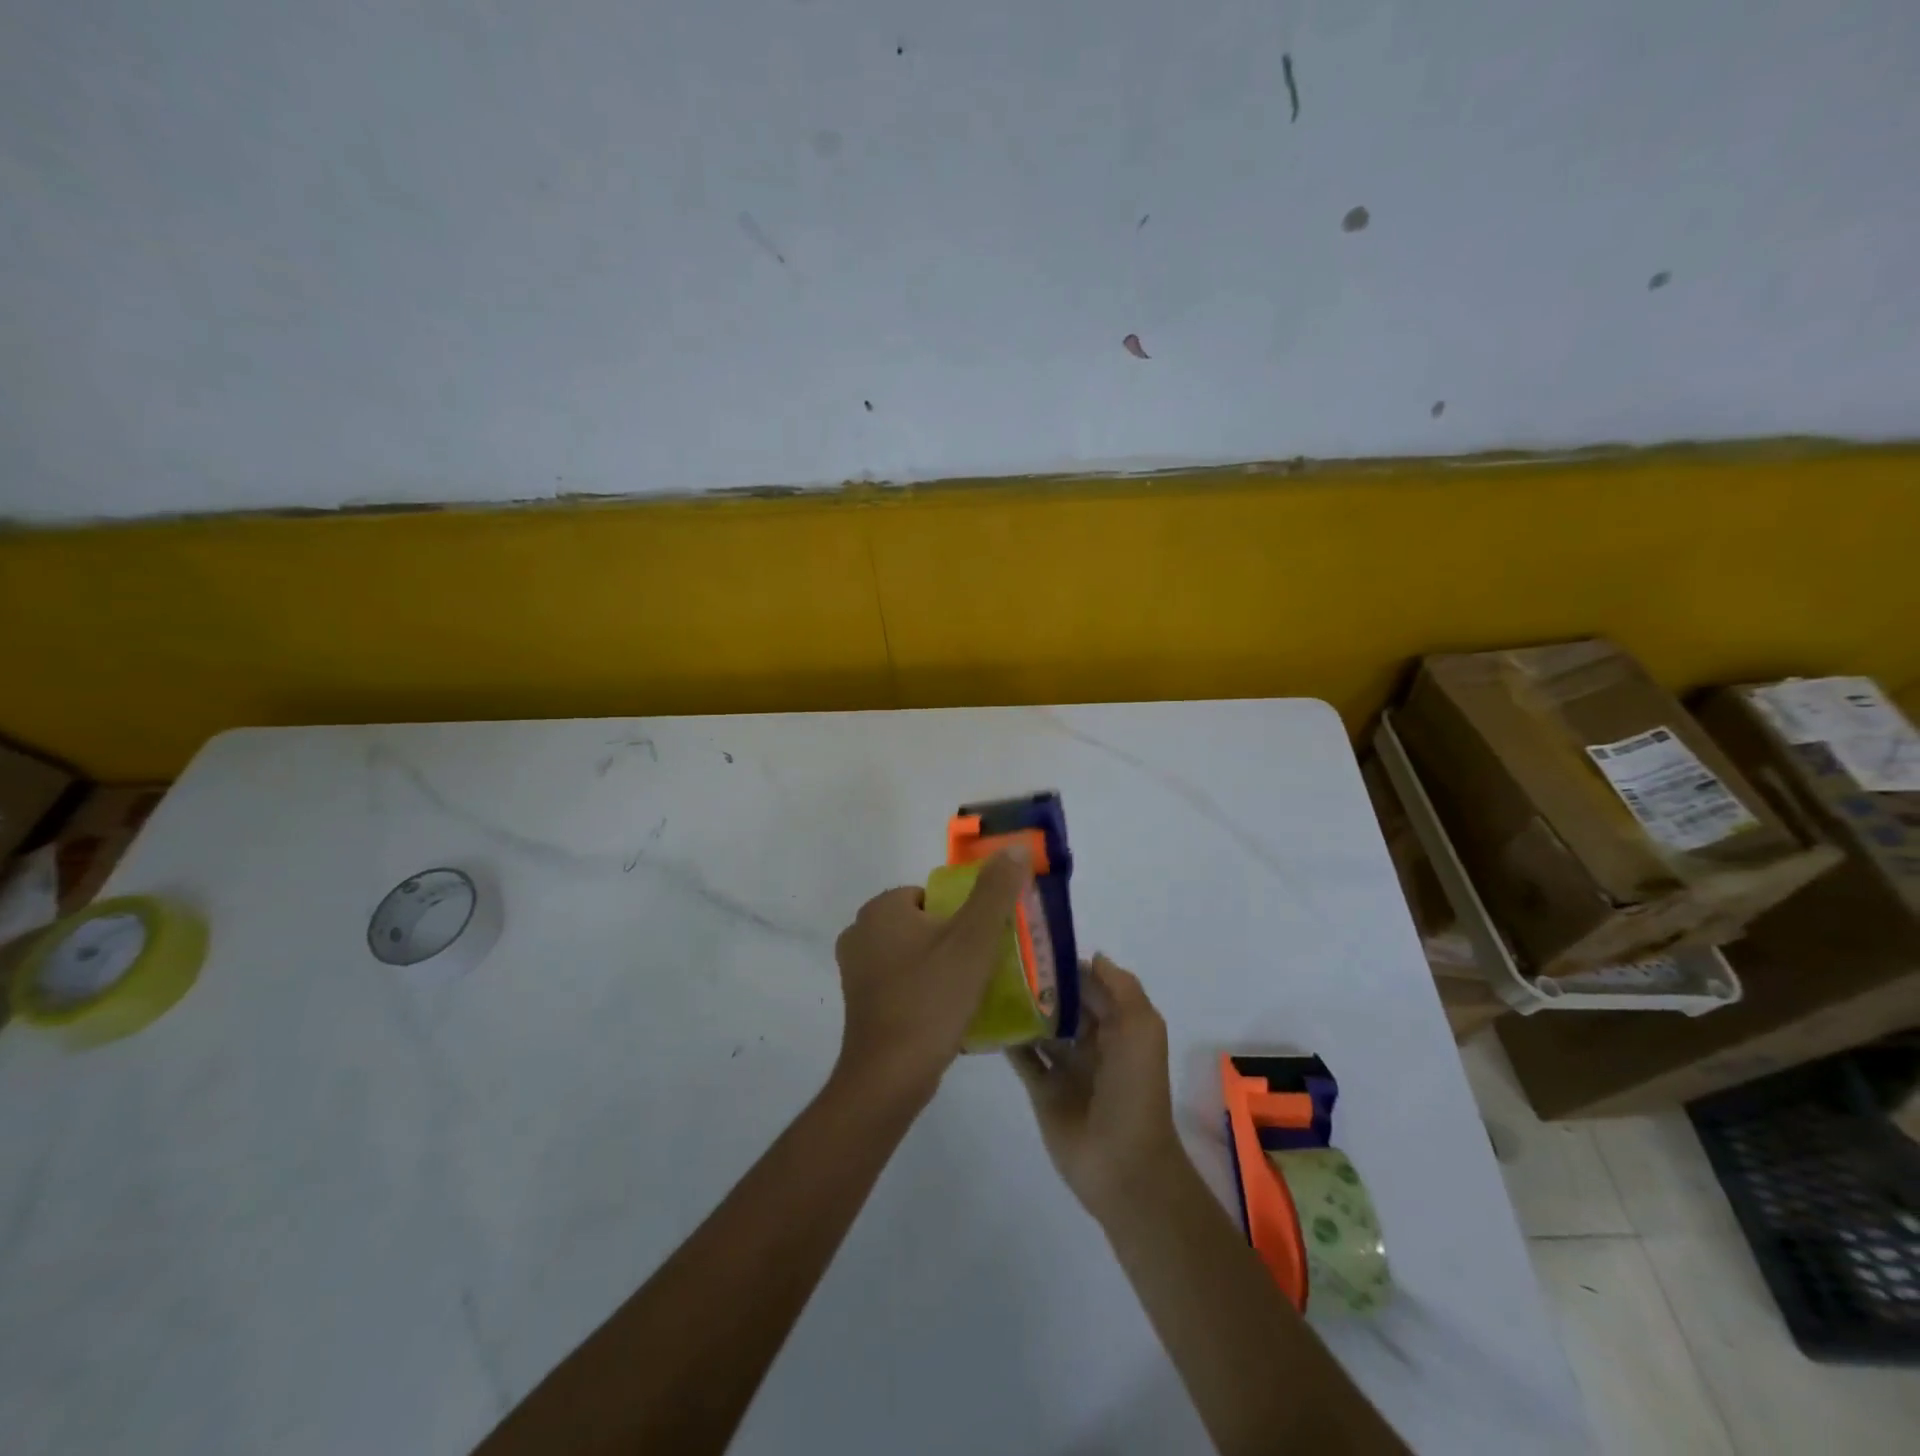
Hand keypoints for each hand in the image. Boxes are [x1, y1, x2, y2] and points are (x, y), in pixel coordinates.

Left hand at [832, 848, 1032, 1105]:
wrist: (889, 1077)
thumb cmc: (931, 999)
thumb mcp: (972, 940)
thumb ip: (995, 891)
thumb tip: (1013, 848)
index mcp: (881, 909)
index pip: (932, 895)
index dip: (962, 915)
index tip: (982, 943)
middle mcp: (860, 932)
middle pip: (924, 924)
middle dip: (953, 942)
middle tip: (981, 969)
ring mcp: (856, 971)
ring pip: (913, 955)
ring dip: (941, 968)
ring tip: (969, 994)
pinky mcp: (861, 1004)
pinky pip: (902, 983)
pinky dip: (924, 991)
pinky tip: (947, 1014)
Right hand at [1007, 954, 1185, 1221]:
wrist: (1124, 1164)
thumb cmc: (1134, 1089)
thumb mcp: (1142, 1029)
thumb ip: (1121, 988)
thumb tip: (1092, 956)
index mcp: (1119, 1025)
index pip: (1090, 985)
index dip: (1067, 965)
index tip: (1034, 944)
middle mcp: (1091, 1041)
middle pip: (1062, 1004)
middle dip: (1040, 983)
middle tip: (1003, 959)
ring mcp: (1065, 1066)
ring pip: (1040, 1027)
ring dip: (1021, 1008)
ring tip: (989, 981)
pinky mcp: (1043, 1089)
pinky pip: (1022, 1057)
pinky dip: (1008, 1039)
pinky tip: (986, 1017)